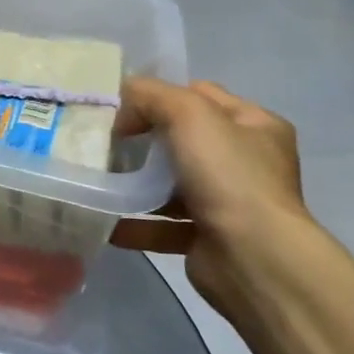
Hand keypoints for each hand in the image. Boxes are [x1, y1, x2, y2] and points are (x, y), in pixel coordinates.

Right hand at [109, 78, 309, 318]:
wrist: (253, 258)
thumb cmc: (228, 175)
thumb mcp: (189, 114)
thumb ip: (151, 95)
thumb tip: (122, 102)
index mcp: (255, 126)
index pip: (201, 96)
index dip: (160, 96)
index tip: (120, 107)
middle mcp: (247, 163)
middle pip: (183, 140)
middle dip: (144, 141)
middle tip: (106, 142)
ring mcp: (230, 203)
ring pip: (171, 185)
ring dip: (136, 183)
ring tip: (98, 179)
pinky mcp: (209, 239)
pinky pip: (163, 226)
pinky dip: (135, 223)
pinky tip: (105, 217)